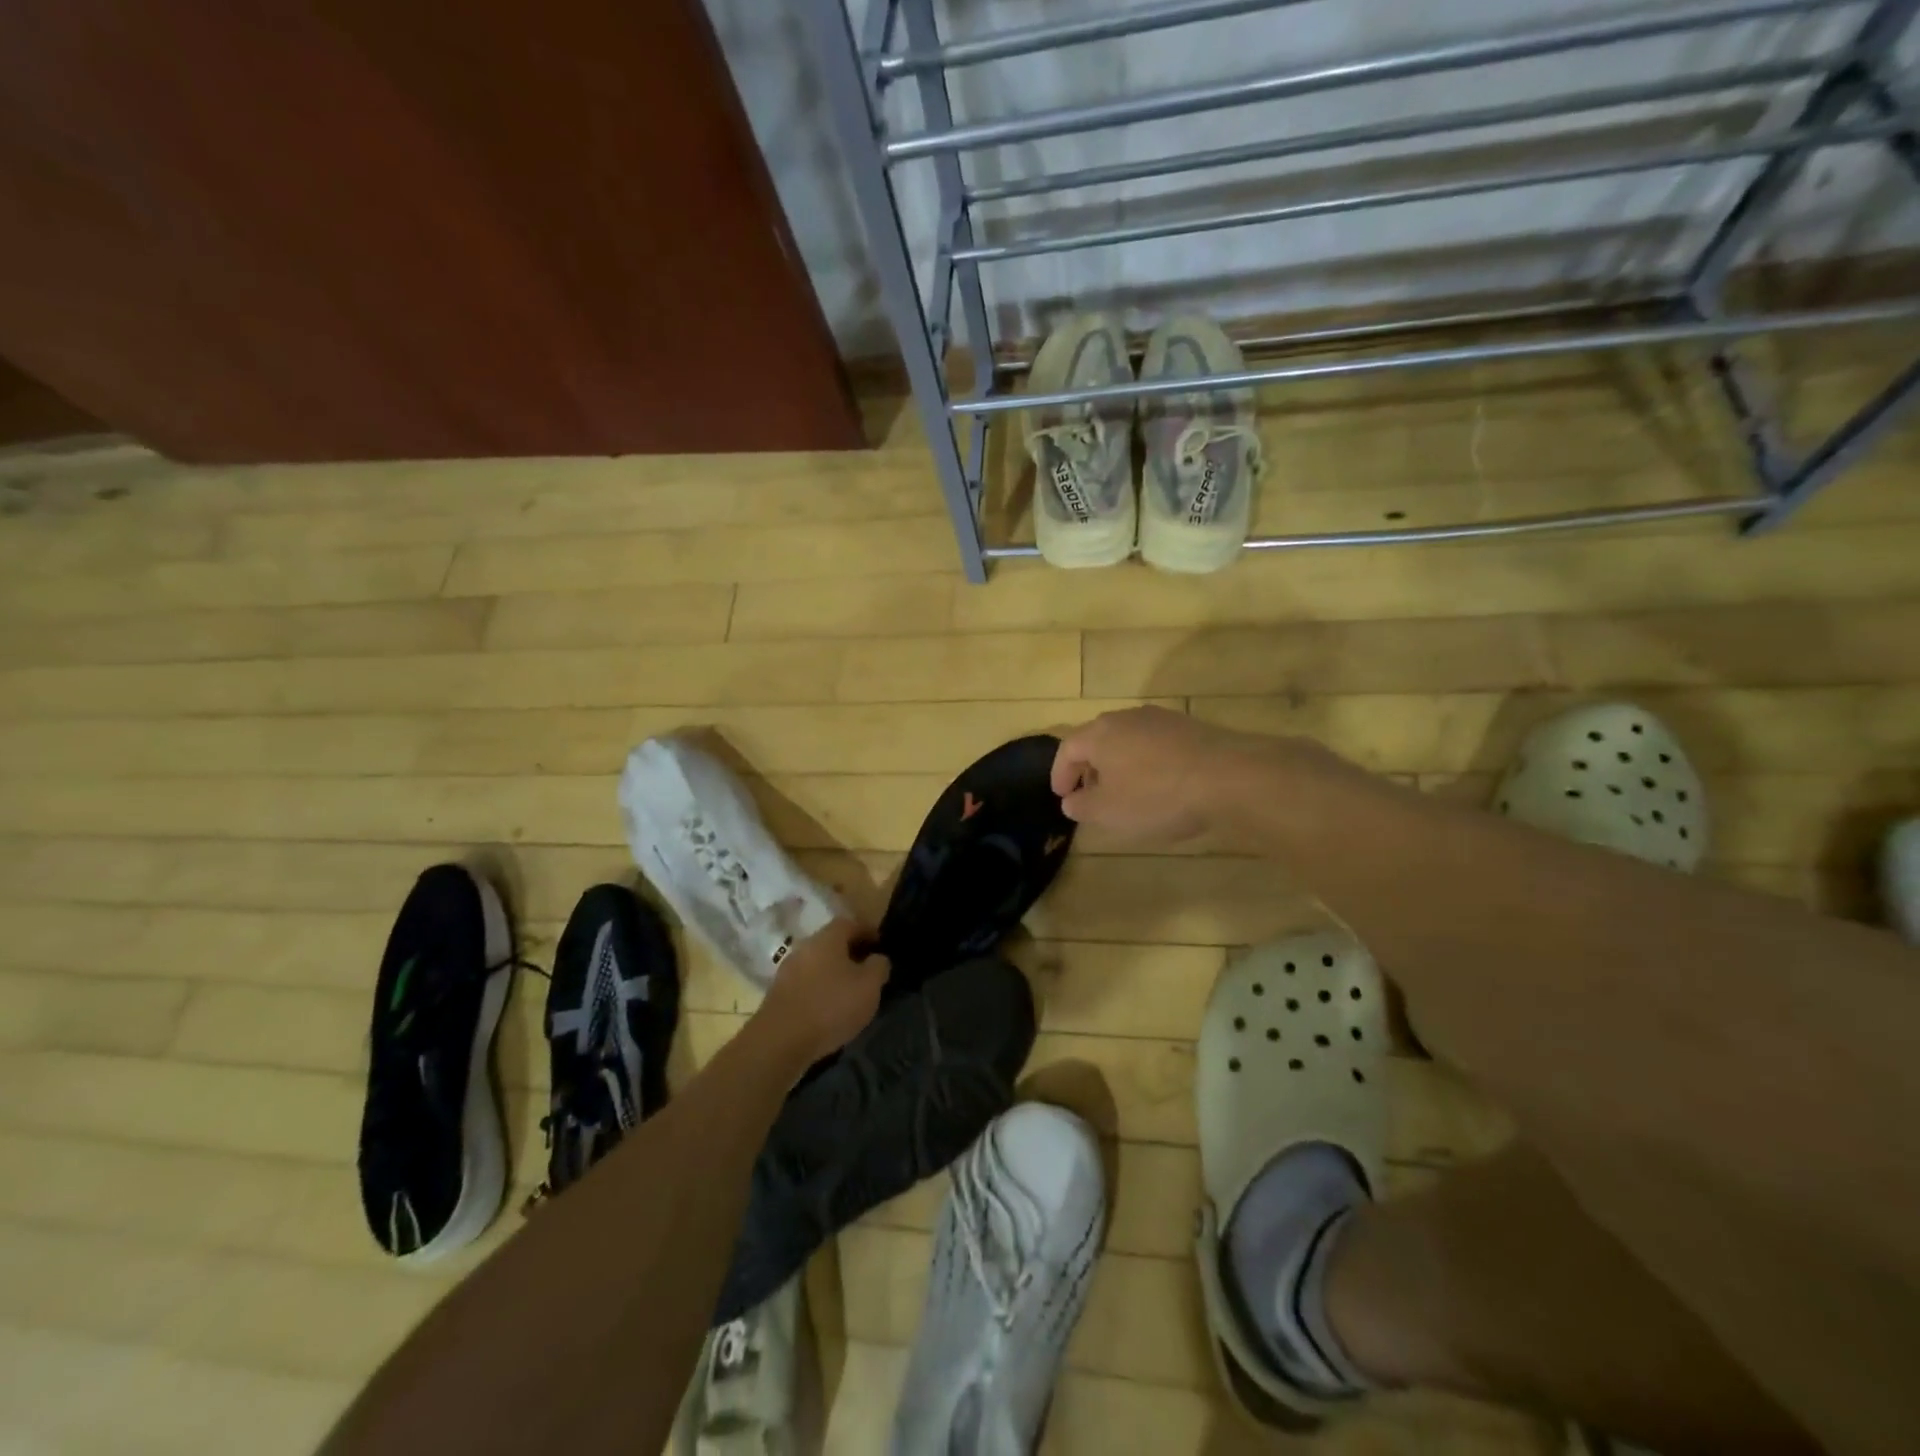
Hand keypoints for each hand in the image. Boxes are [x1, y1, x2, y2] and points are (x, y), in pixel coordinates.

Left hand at [755, 919, 888, 1063]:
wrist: (780, 1041)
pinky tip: (829, 1008)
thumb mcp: (869, 986)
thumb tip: (878, 958)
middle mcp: (805, 947)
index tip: (880, 945)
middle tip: (868, 969)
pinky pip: (806, 983)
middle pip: (832, 943)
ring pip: (818, 964)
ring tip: (850, 992)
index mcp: (828, 938)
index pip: (850, 923)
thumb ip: (879, 967)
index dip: (868, 931)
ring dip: (834, 973)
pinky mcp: (778, 994)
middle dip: (851, 953)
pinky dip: (820, 989)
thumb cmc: (831, 1006)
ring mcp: (788, 970)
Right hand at [1050, 706, 1269, 846]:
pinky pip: (1155, 744)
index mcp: (1099, 733)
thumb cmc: (1157, 796)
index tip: (1062, 796)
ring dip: (1119, 764)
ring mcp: (1161, 719)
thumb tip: (1071, 800)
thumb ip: (1082, 806)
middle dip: (1089, 768)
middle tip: (1090, 794)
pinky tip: (1160, 784)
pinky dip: (1147, 762)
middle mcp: (1126, 717)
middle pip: (1097, 739)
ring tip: (1126, 791)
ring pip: (1127, 740)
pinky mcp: (1190, 727)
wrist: (1229, 776)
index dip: (1060, 774)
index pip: (1067, 749)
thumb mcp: (1109, 812)